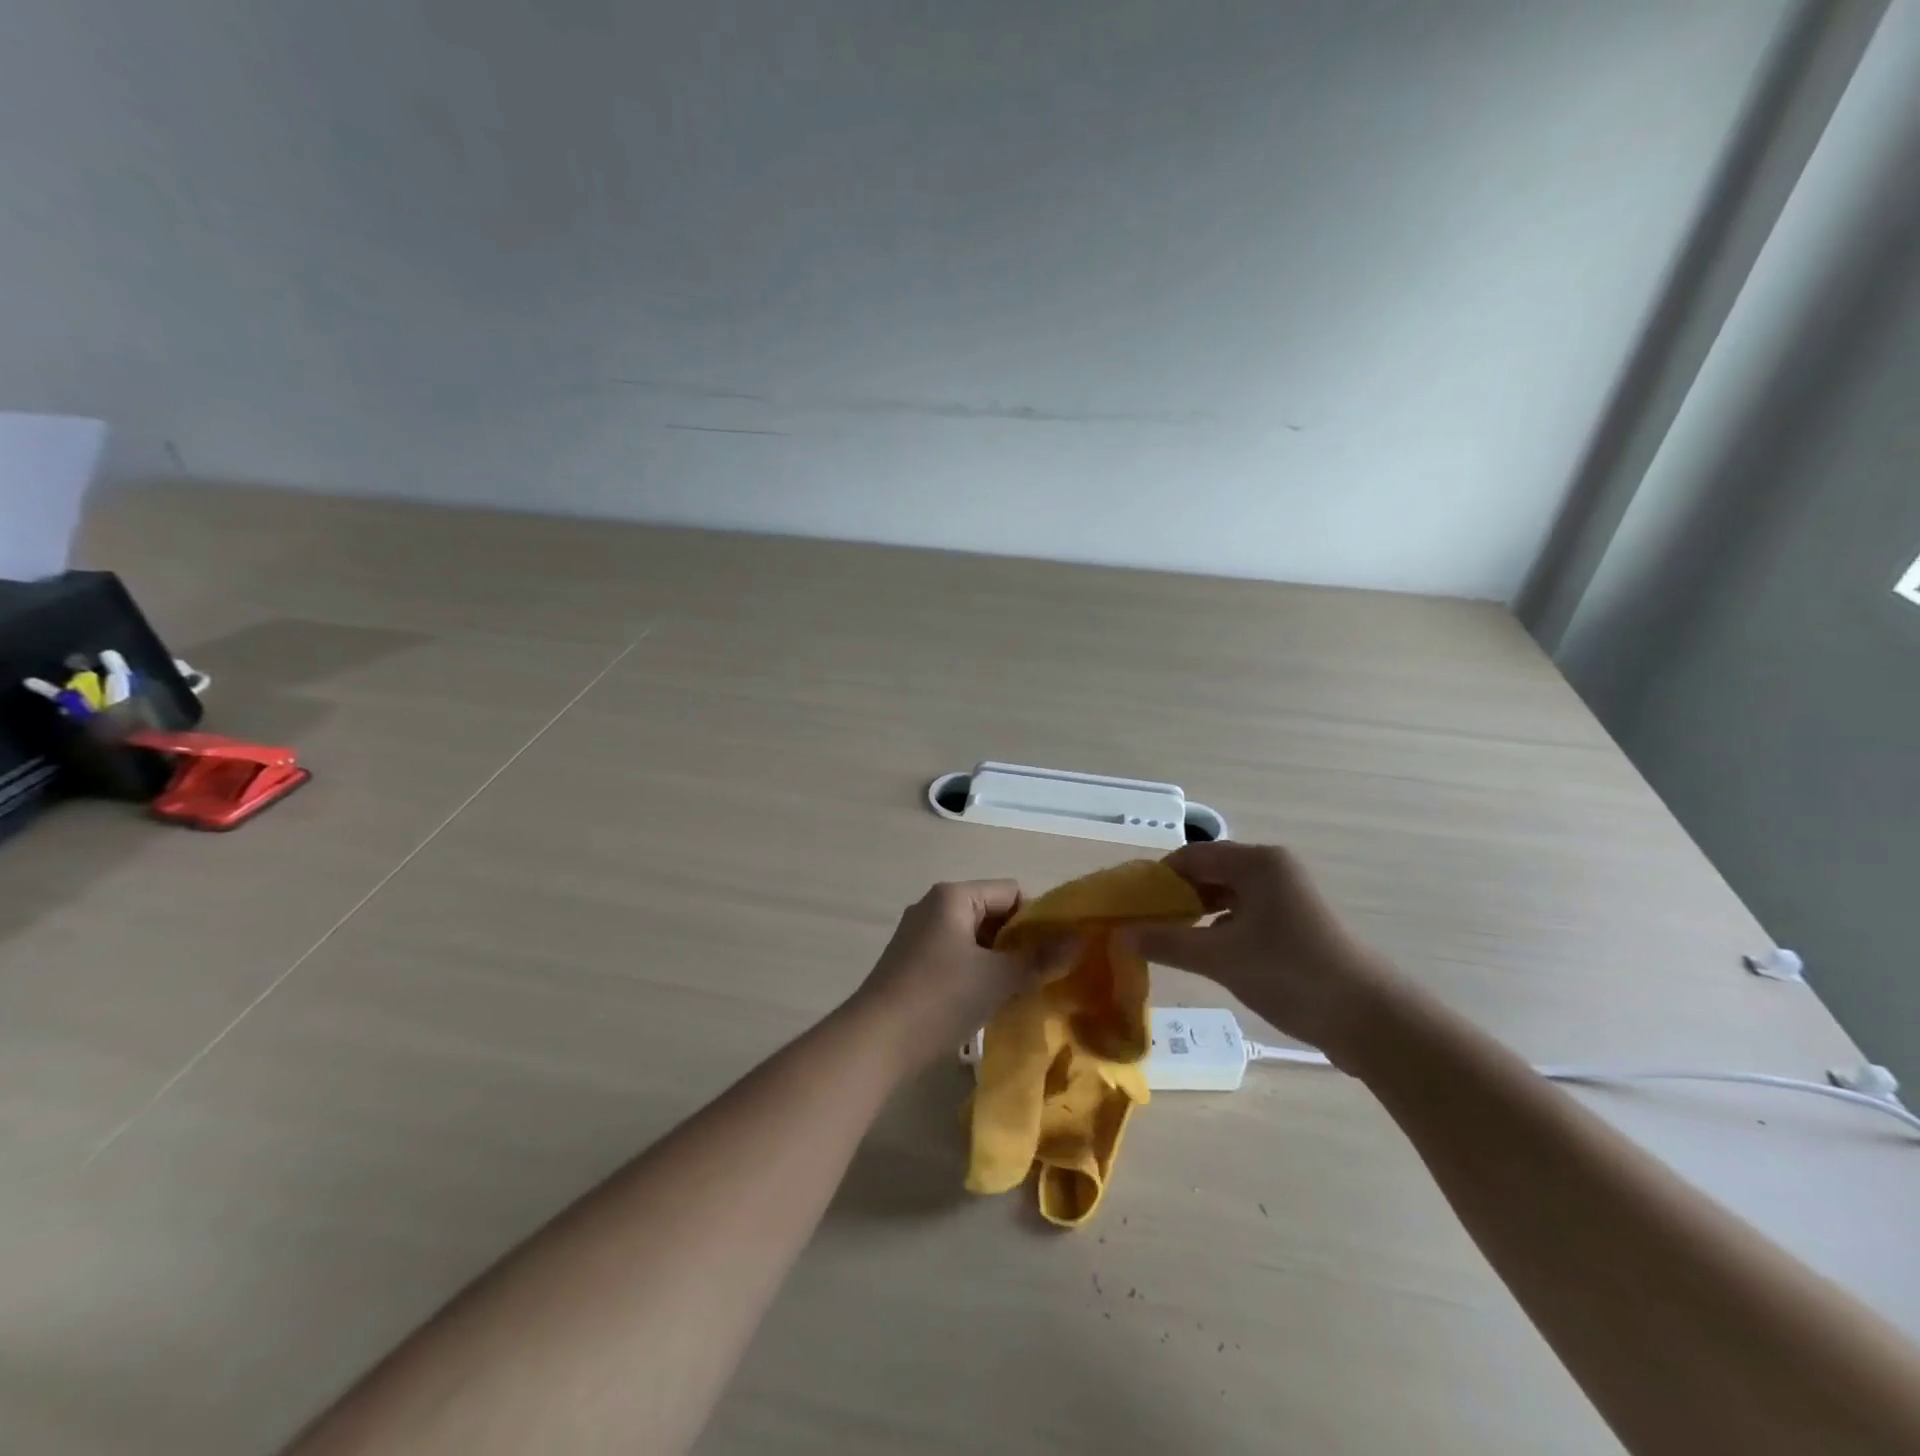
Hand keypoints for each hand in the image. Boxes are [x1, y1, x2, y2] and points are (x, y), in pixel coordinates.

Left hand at [850, 880, 1073, 1072]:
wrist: (875, 1041)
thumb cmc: (940, 998)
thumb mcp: (997, 978)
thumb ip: (1040, 958)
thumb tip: (1079, 939)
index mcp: (954, 896)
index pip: (1011, 891)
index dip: (1038, 918)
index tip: (1055, 953)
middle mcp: (934, 906)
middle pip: (992, 912)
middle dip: (1019, 941)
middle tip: (1043, 974)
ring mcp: (918, 934)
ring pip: (974, 938)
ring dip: (998, 960)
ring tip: (1021, 990)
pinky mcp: (910, 962)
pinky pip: (955, 956)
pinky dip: (975, 972)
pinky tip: (987, 1001)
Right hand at [1119, 843, 1403, 1065]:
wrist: (1370, 1020)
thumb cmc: (1291, 975)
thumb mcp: (1220, 958)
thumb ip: (1166, 942)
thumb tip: (1120, 935)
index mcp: (1258, 863)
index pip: (1190, 857)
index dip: (1156, 879)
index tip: (1128, 906)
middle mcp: (1273, 869)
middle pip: (1208, 872)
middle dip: (1173, 897)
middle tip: (1142, 925)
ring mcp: (1287, 895)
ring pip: (1226, 894)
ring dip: (1195, 913)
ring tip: (1165, 939)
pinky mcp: (1295, 922)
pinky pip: (1244, 913)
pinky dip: (1219, 926)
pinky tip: (1203, 951)